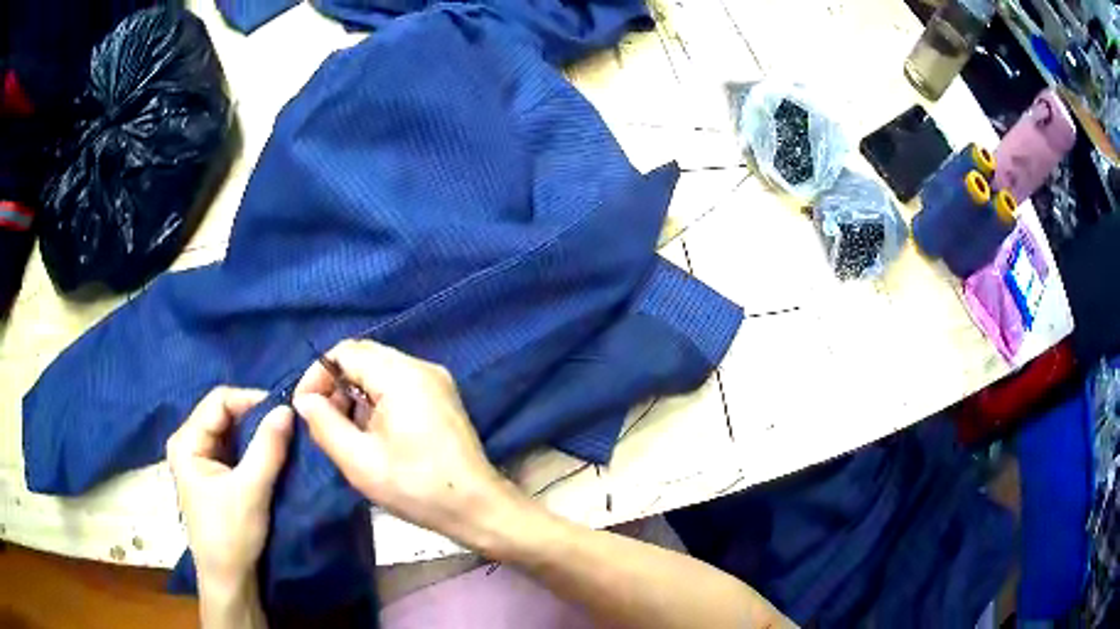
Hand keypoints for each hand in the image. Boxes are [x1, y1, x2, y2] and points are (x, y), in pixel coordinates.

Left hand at [167, 386, 293, 589]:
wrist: (228, 580)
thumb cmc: (231, 535)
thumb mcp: (251, 491)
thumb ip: (267, 448)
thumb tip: (287, 409)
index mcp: (186, 442)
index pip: (218, 401)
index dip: (250, 400)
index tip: (284, 413)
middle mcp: (188, 443)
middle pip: (222, 413)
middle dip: (254, 416)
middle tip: (286, 425)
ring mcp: (198, 459)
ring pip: (229, 431)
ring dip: (255, 433)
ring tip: (282, 438)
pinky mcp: (211, 474)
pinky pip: (232, 448)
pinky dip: (251, 448)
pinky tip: (270, 455)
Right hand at [292, 340, 508, 538]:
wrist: (476, 507)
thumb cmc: (416, 487)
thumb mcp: (359, 461)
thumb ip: (325, 424)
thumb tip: (304, 400)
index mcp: (401, 375)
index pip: (345, 351)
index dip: (317, 375)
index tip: (305, 407)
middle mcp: (421, 367)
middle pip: (364, 357)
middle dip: (336, 385)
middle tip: (324, 421)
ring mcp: (436, 381)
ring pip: (380, 371)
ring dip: (355, 394)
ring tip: (346, 431)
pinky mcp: (442, 397)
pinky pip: (399, 385)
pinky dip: (376, 400)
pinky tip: (372, 433)